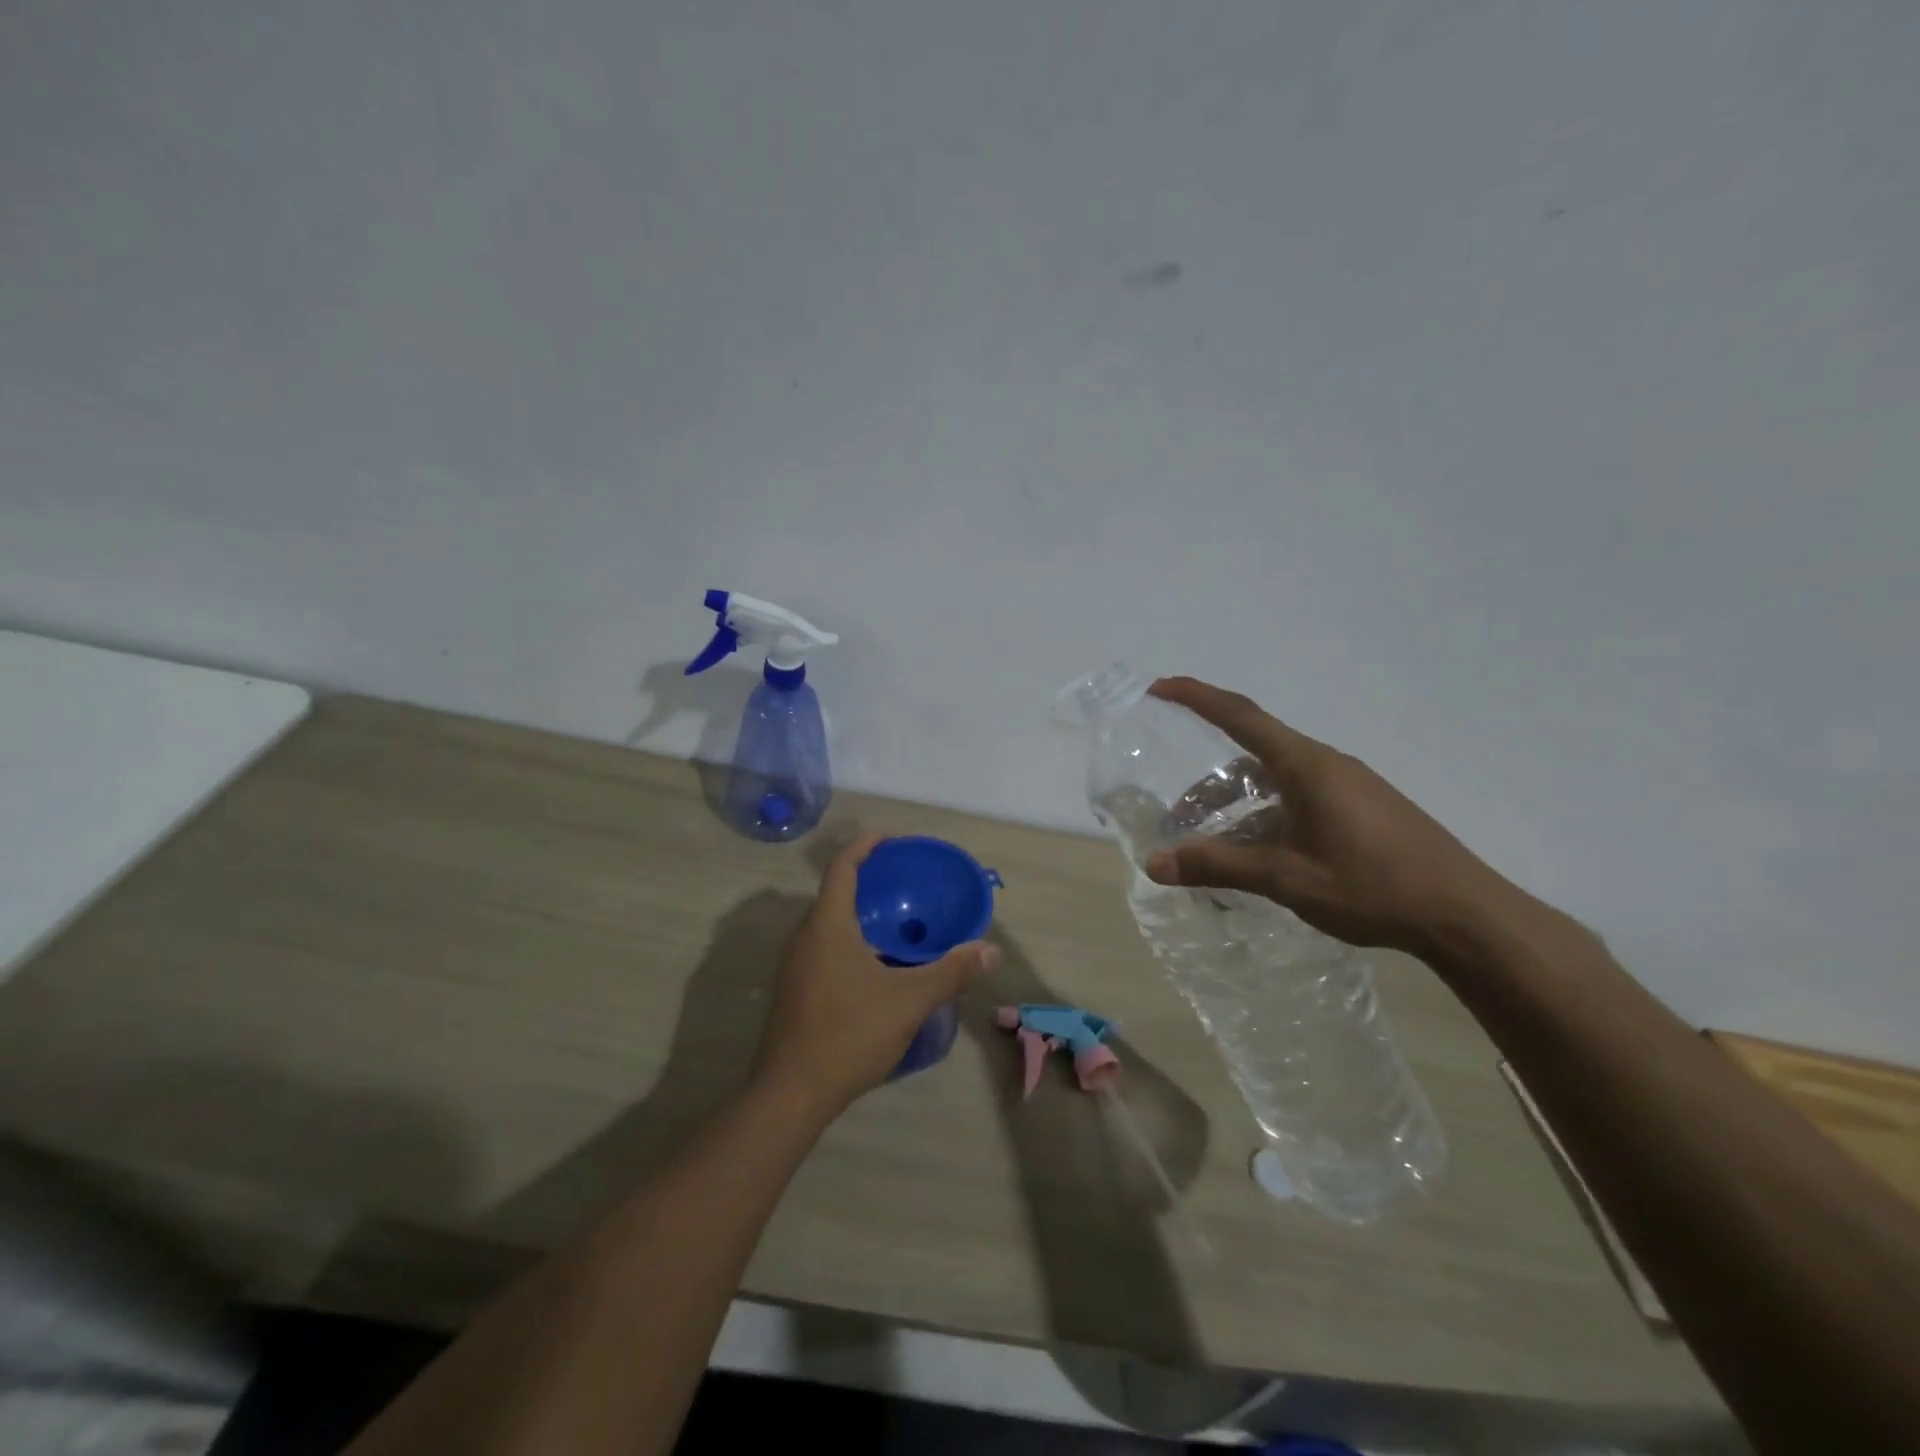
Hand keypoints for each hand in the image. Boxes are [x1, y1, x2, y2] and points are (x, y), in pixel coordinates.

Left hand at [753, 836, 999, 1114]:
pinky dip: (849, 940)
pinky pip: (823, 947)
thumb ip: (951, 972)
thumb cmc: (849, 1033)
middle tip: (904, 884)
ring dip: (859, 914)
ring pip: (828, 923)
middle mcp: (804, 937)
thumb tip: (990, 950)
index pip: (842, 867)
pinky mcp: (794, 990)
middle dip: (868, 881)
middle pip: (835, 893)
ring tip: (896, 922)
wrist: (791, 1093)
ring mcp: (794, 965)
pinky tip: (875, 966)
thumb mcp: (909, 1000)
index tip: (892, 840)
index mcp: (827, 925)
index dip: (865, 846)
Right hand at [1143, 677, 1520, 957]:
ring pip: (1273, 783)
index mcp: (1305, 765)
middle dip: (1208, 785)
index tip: (1159, 688)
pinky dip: (1265, 818)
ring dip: (1237, 808)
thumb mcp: (1286, 878)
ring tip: (1213, 848)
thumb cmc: (1373, 886)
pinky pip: (1297, 799)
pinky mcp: (1361, 808)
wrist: (1464, 914)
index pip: (1239, 715)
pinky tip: (1260, 857)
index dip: (1196, 697)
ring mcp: (1346, 786)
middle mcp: (1324, 764)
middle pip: (1250, 755)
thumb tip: (1153, 864)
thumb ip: (1218, 866)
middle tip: (1177, 817)